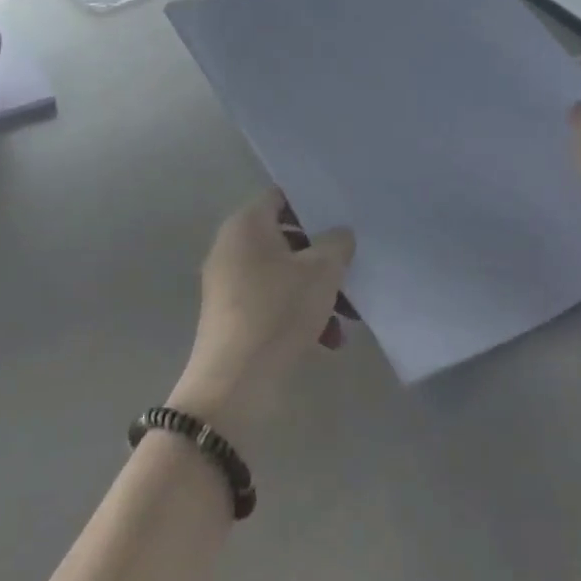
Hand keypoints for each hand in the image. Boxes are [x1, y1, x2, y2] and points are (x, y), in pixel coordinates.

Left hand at [169, 190, 354, 438]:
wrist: (235, 383)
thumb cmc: (278, 312)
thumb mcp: (321, 272)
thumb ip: (337, 244)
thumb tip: (339, 235)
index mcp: (246, 224)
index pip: (282, 197)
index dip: (313, 205)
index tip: (342, 219)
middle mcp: (232, 246)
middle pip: (286, 239)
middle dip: (323, 258)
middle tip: (352, 272)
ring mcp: (228, 283)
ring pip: (283, 274)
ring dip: (318, 292)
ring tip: (349, 319)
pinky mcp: (232, 316)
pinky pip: (272, 301)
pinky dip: (299, 313)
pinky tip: (329, 340)